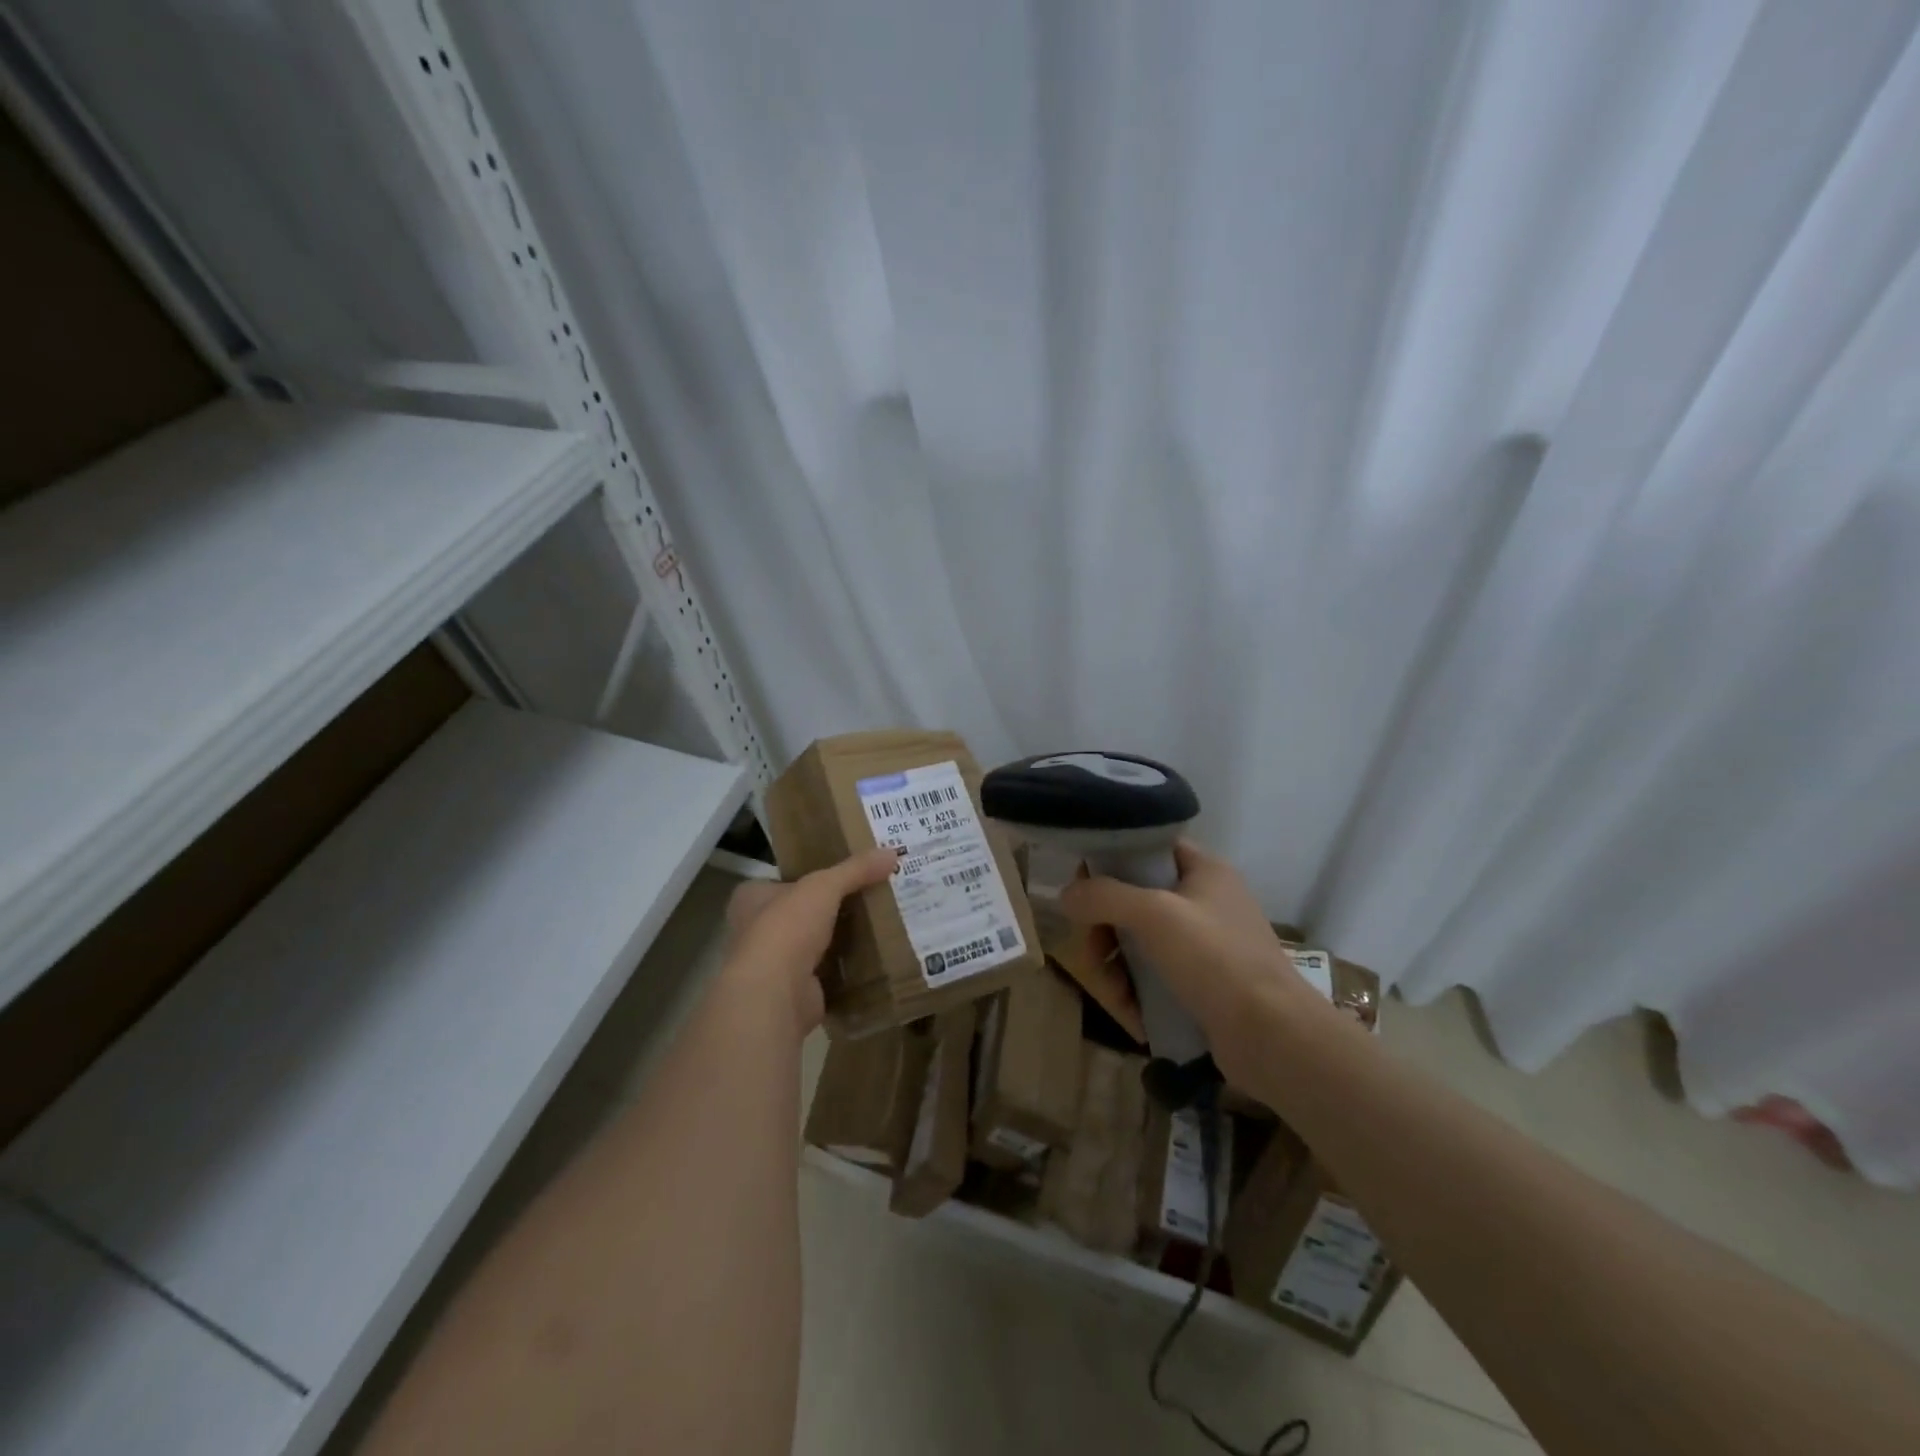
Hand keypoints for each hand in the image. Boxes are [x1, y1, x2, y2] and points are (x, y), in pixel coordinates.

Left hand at [722, 847, 899, 1036]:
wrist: (775, 995)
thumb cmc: (787, 928)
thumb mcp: (824, 886)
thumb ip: (856, 869)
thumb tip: (892, 853)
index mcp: (751, 898)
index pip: (784, 881)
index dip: (812, 876)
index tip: (847, 874)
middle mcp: (756, 930)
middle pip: (803, 913)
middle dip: (832, 909)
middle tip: (871, 897)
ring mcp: (774, 965)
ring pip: (815, 944)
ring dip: (840, 940)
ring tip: (879, 924)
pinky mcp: (794, 992)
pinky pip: (827, 973)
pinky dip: (847, 969)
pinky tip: (874, 958)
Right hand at [1058, 839, 1337, 1088]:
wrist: (1273, 1037)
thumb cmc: (1214, 959)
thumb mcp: (1154, 915)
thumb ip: (1104, 897)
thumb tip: (1066, 895)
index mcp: (1204, 870)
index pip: (1148, 847)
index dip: (1111, 860)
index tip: (1082, 886)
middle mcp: (1205, 901)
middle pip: (1136, 899)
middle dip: (1106, 928)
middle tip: (1092, 952)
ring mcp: (1205, 945)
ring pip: (1141, 941)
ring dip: (1117, 966)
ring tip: (1115, 995)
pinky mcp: (1203, 984)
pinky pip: (1155, 976)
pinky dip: (1138, 991)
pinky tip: (1133, 1015)